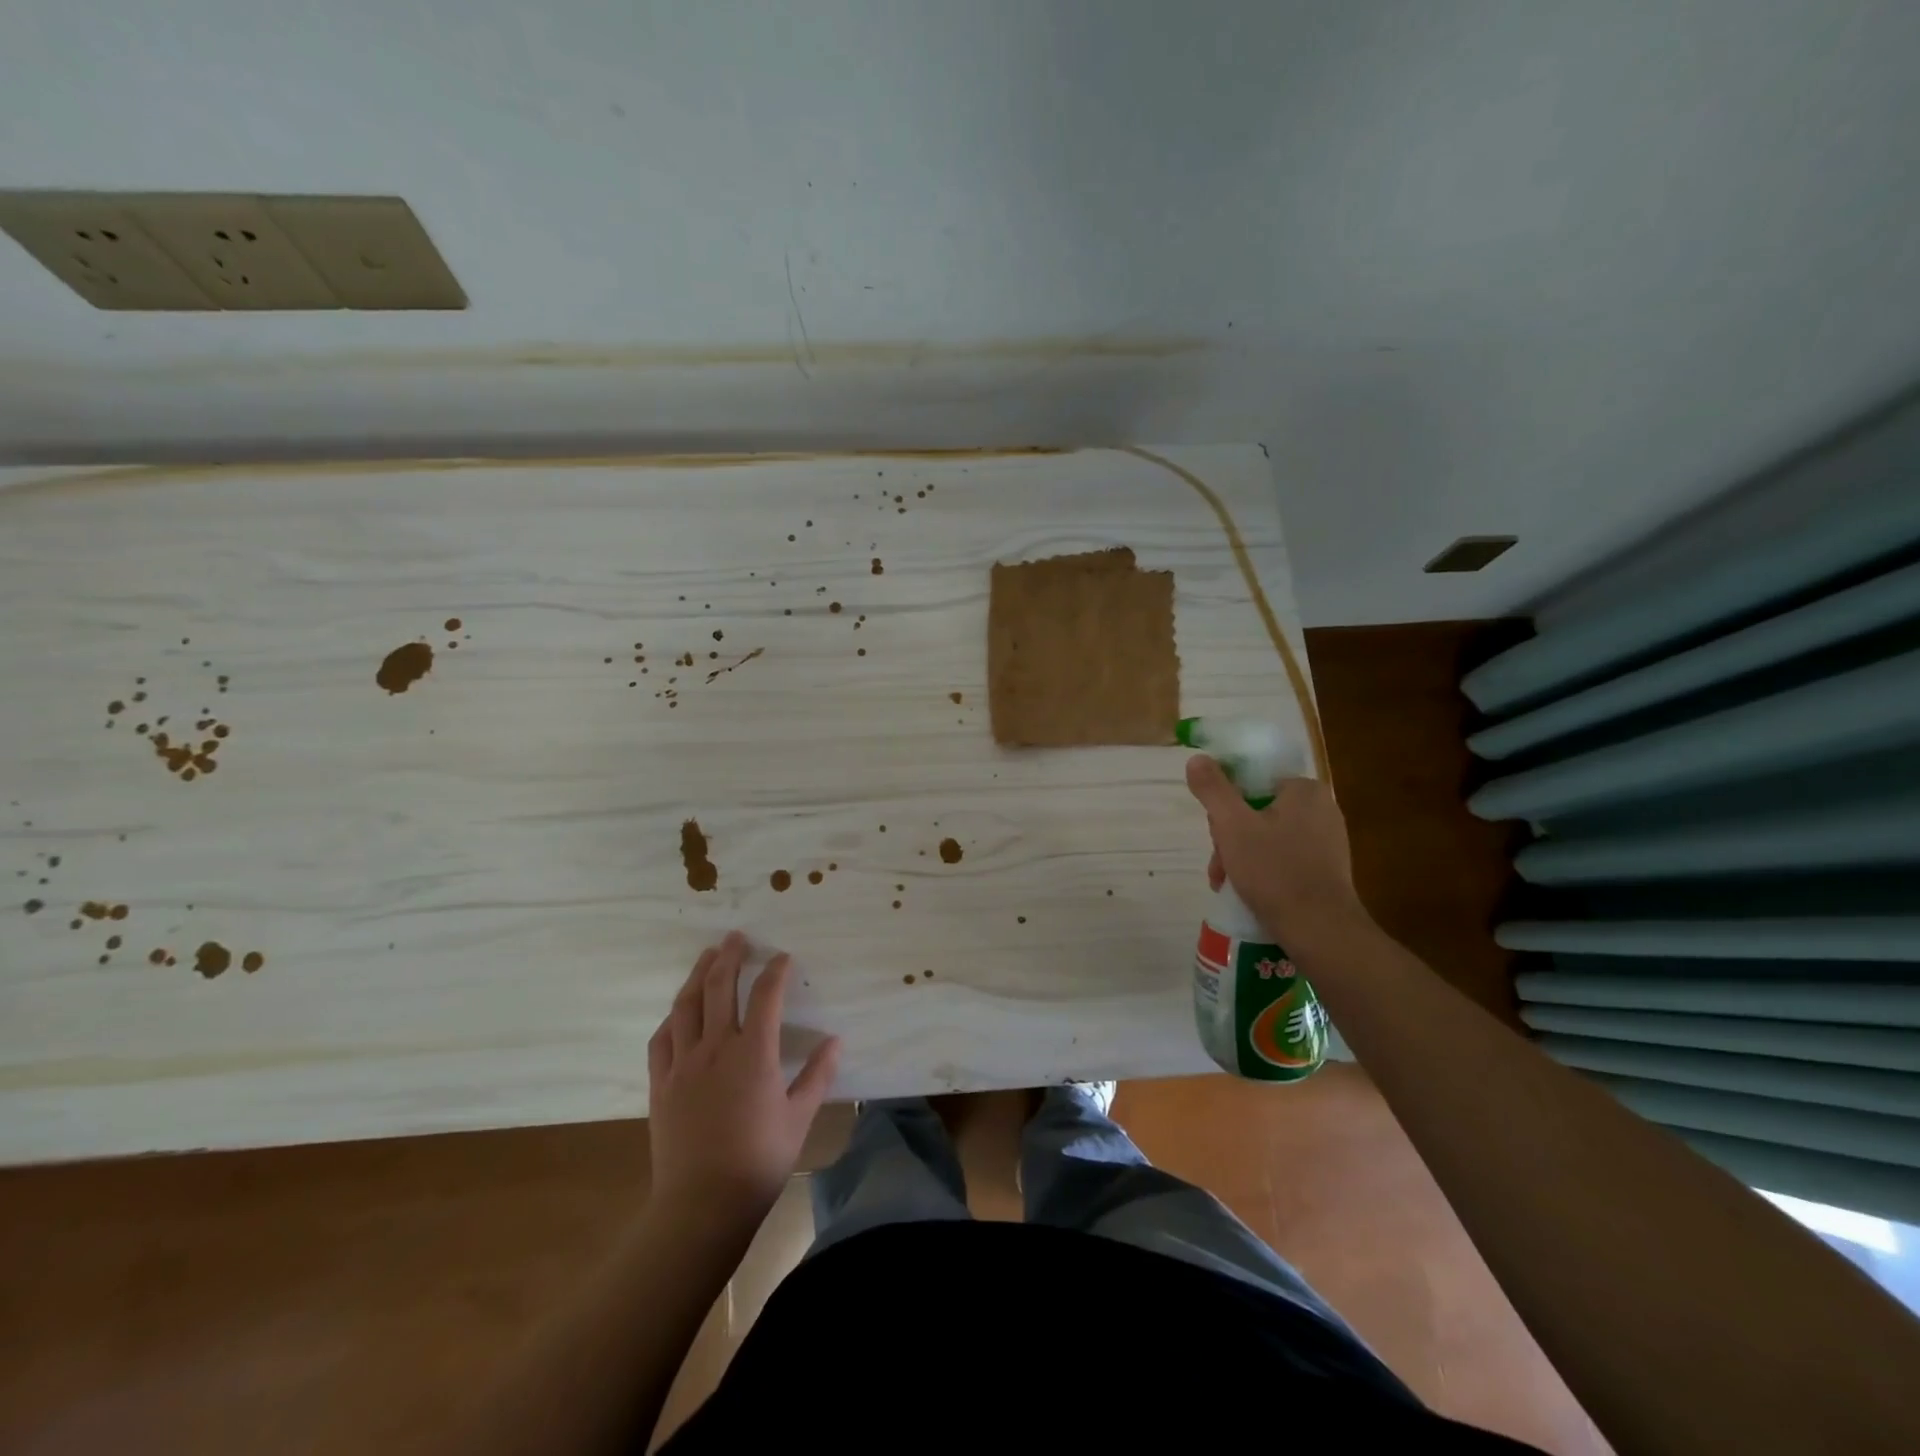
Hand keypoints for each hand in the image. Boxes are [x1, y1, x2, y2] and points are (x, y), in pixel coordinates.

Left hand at [646, 931, 839, 1225]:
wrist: (701, 1206)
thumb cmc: (759, 1161)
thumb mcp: (799, 1118)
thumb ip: (818, 1076)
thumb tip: (836, 1041)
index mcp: (754, 1053)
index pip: (766, 995)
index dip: (775, 970)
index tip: (783, 957)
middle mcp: (716, 1048)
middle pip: (719, 987)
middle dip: (730, 956)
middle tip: (737, 937)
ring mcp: (683, 1064)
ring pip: (686, 1005)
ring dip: (698, 975)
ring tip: (707, 956)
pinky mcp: (661, 1084)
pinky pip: (662, 1039)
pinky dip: (672, 1017)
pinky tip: (679, 1010)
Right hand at [1185, 754, 1371, 949]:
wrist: (1320, 930)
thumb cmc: (1274, 871)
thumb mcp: (1232, 825)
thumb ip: (1213, 788)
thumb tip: (1197, 758)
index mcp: (1305, 790)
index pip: (1251, 784)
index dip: (1225, 807)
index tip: (1216, 835)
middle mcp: (1322, 809)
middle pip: (1257, 811)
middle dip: (1231, 838)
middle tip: (1220, 865)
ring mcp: (1328, 841)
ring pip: (1267, 837)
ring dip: (1241, 857)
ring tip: (1227, 884)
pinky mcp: (1327, 870)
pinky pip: (1284, 858)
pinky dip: (1263, 871)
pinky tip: (1249, 892)